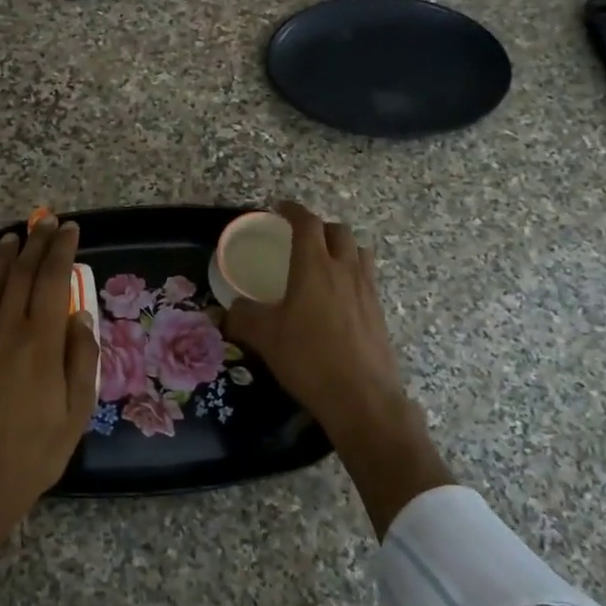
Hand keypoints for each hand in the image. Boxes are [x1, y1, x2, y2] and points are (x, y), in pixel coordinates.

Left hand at [0, 218, 98, 605]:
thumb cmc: (32, 453)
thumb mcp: (76, 412)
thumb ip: (82, 359)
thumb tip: (80, 316)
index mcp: (41, 343)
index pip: (53, 281)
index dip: (62, 251)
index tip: (70, 230)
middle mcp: (7, 330)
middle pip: (23, 274)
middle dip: (38, 243)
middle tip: (47, 222)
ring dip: (7, 257)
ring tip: (16, 236)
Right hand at [226, 201, 452, 535]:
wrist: (362, 397)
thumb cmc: (308, 358)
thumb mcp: (264, 337)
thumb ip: (242, 317)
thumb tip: (227, 310)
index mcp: (314, 266)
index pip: (306, 223)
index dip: (292, 210)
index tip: (279, 208)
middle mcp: (344, 269)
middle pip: (337, 231)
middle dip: (318, 227)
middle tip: (300, 238)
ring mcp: (367, 289)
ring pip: (358, 251)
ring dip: (340, 247)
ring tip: (323, 262)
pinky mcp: (379, 311)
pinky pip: (366, 277)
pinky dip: (351, 273)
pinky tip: (337, 297)